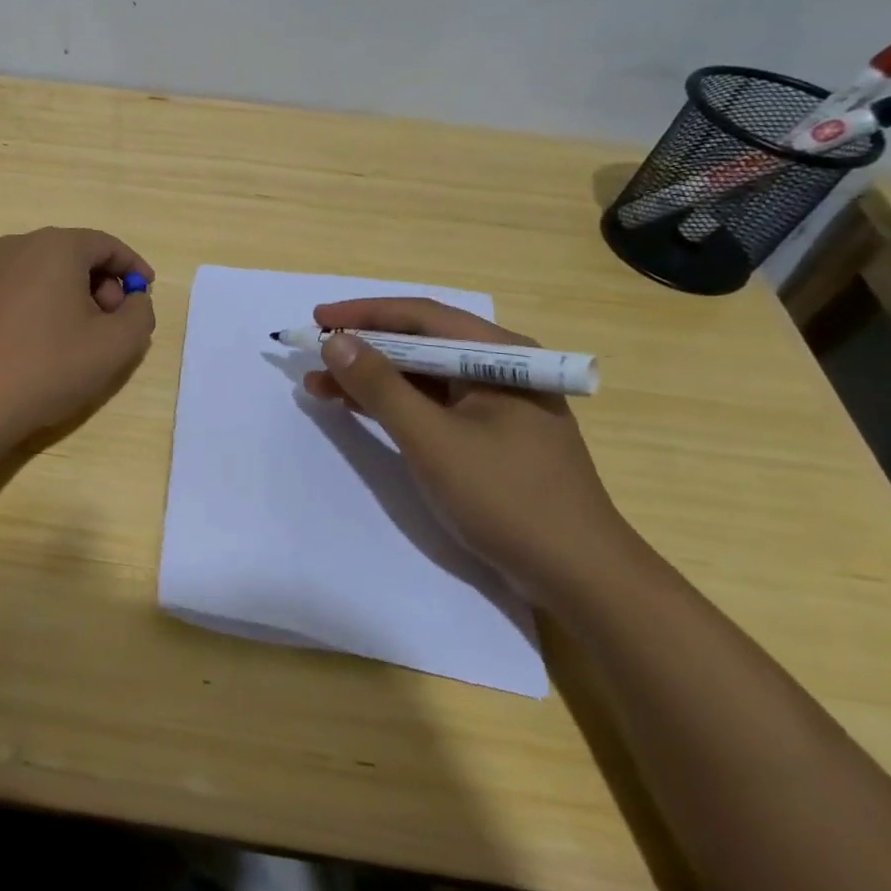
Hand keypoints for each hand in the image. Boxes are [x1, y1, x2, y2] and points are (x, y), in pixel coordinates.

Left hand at [0, 228, 156, 448]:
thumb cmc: (48, 367)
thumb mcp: (115, 345)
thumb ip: (140, 314)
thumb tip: (134, 300)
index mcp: (56, 246)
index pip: (107, 245)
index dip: (134, 269)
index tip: (147, 295)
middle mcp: (20, 245)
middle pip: (77, 255)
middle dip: (104, 286)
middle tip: (115, 325)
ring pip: (50, 273)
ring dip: (76, 298)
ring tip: (83, 341)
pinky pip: (25, 288)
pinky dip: (47, 306)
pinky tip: (48, 345)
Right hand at [302, 298, 641, 604]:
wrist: (578, 576)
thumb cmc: (506, 498)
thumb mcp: (433, 439)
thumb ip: (381, 387)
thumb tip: (335, 342)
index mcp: (500, 356)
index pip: (421, 316)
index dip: (364, 313)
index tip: (317, 319)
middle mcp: (499, 369)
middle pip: (420, 343)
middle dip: (363, 347)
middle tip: (313, 351)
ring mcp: (495, 405)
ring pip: (422, 377)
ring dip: (371, 378)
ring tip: (318, 383)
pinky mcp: (487, 436)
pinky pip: (431, 406)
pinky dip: (392, 405)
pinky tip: (355, 407)